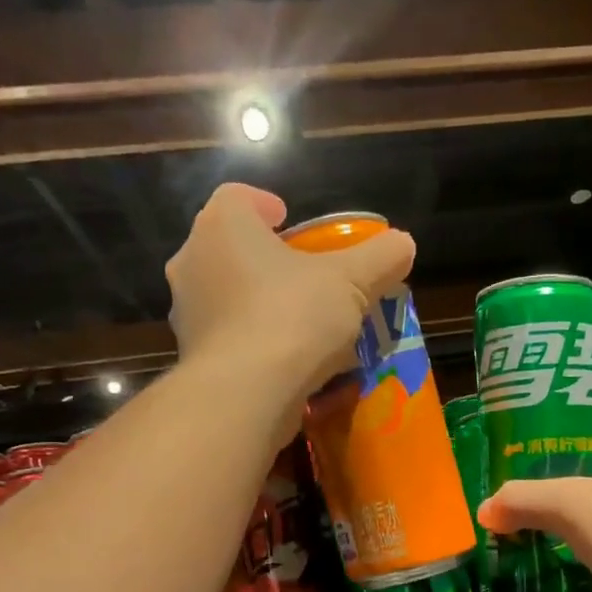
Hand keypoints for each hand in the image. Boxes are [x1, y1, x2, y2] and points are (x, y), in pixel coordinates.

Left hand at [165, 184, 415, 395]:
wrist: (245, 394)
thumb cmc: (293, 317)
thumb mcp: (351, 283)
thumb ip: (380, 258)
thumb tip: (404, 243)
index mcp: (223, 226)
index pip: (237, 197)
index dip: (265, 205)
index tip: (291, 222)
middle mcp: (193, 262)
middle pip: (232, 248)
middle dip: (268, 259)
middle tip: (305, 276)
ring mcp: (188, 313)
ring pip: (229, 296)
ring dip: (261, 303)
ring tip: (302, 324)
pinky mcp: (194, 357)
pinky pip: (229, 338)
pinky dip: (254, 342)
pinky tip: (287, 361)